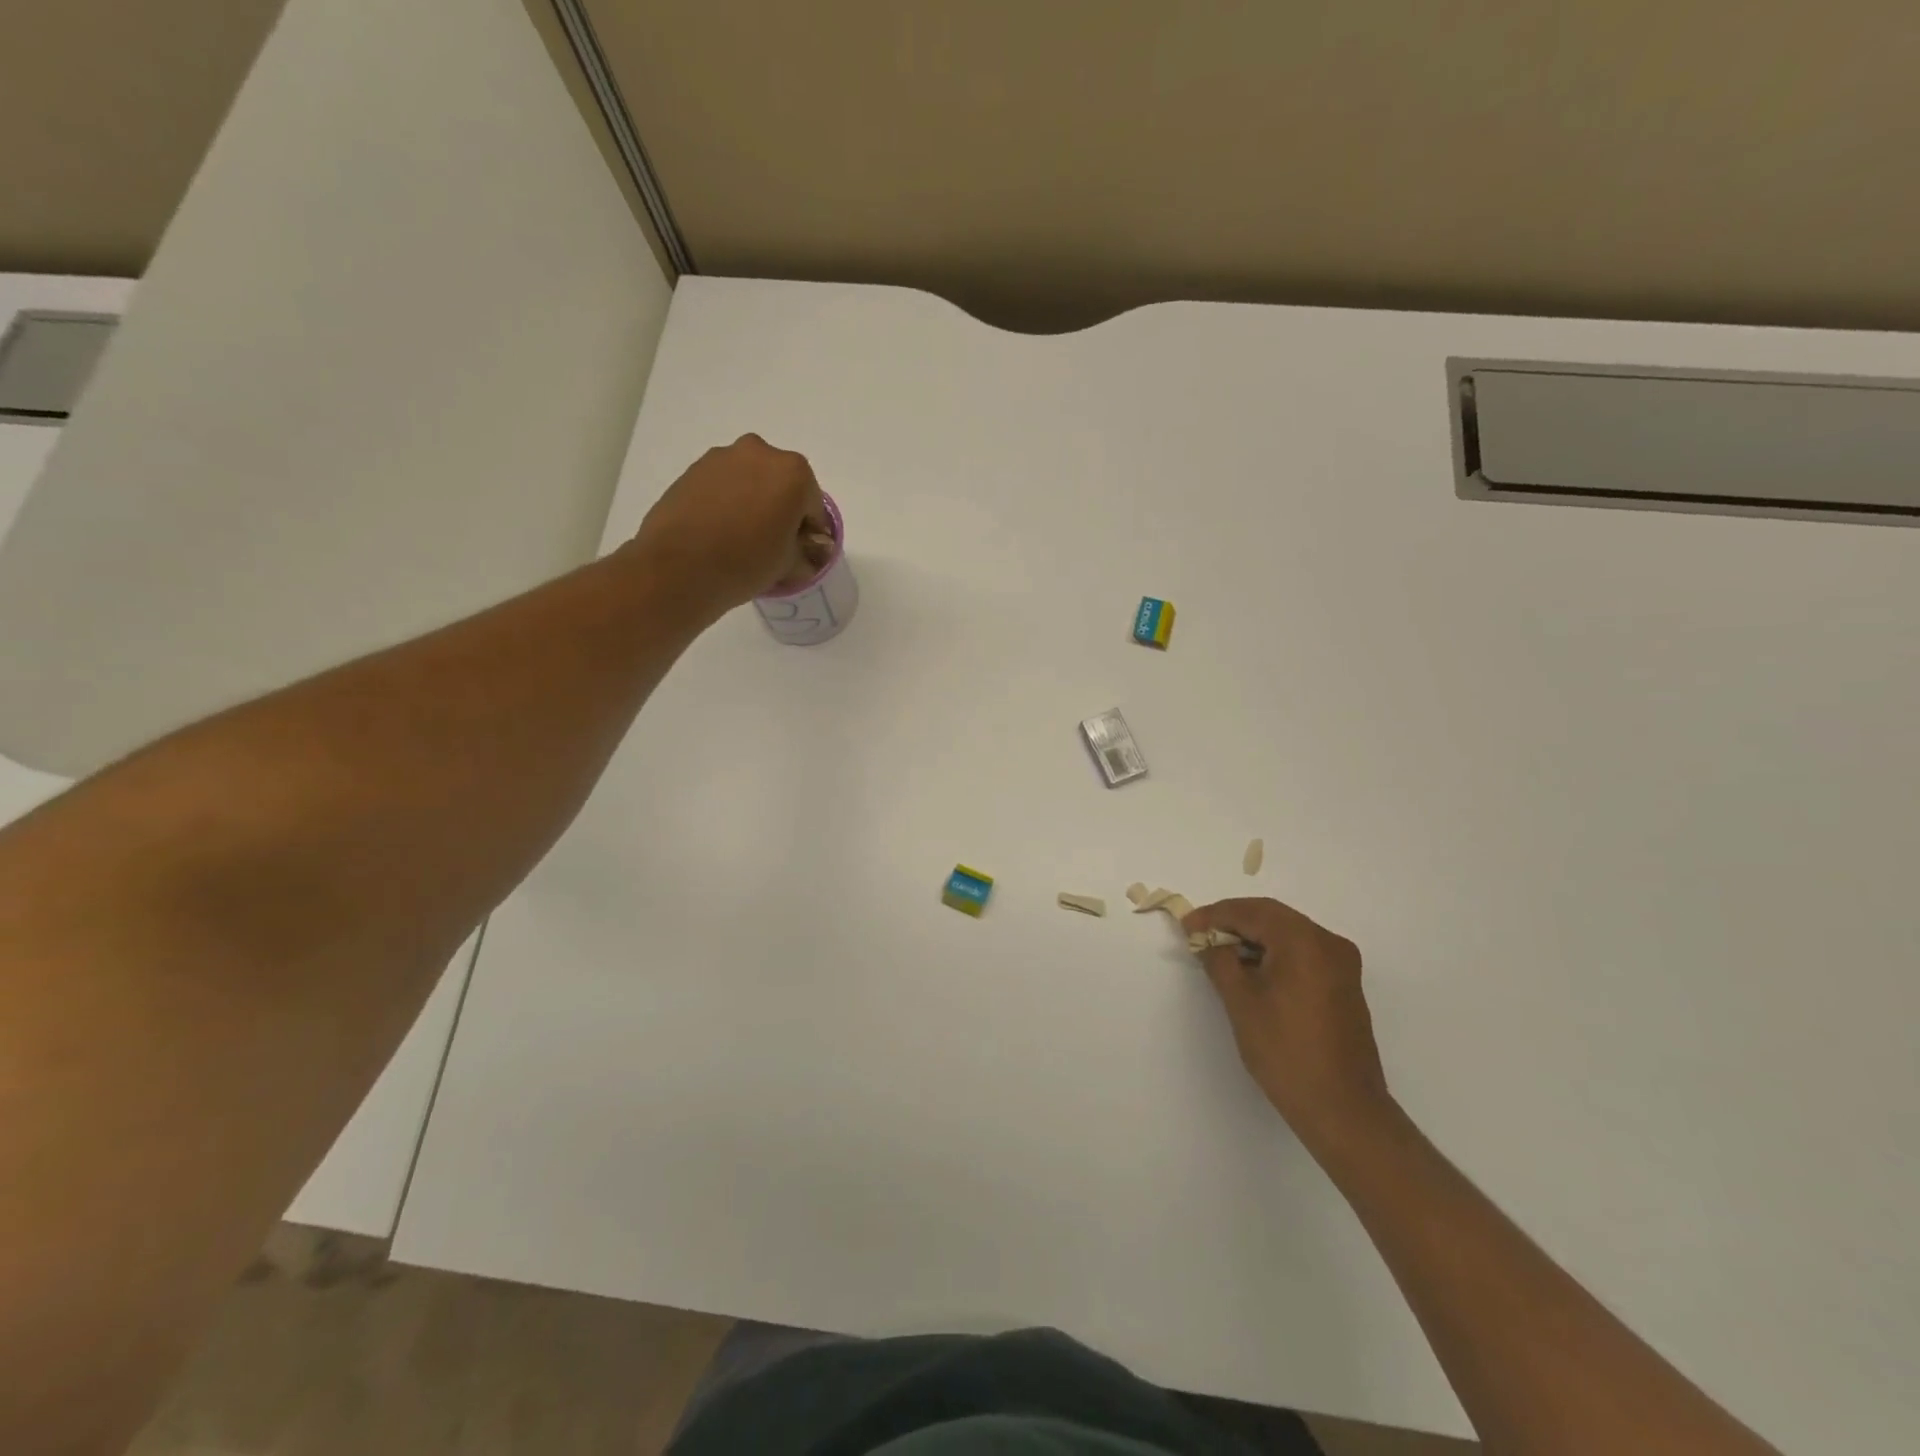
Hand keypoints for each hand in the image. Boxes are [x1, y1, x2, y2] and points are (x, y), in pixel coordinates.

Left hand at [630, 434, 827, 609]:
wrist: (679, 567)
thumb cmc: (746, 563)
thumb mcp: (790, 565)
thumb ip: (806, 551)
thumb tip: (805, 548)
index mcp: (795, 473)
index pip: (813, 506)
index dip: (810, 532)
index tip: (801, 551)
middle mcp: (761, 453)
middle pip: (782, 484)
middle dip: (781, 509)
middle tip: (772, 542)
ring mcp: (723, 457)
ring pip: (750, 480)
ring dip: (753, 502)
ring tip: (741, 537)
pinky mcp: (693, 468)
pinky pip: (723, 484)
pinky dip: (727, 501)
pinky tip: (719, 530)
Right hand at [1182, 897, 1394, 1149]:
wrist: (1342, 1108)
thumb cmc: (1285, 1051)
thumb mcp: (1241, 1001)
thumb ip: (1219, 960)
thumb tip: (1207, 940)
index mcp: (1304, 941)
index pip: (1252, 912)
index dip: (1215, 915)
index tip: (1186, 926)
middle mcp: (1329, 943)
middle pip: (1273, 917)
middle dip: (1234, 921)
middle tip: (1200, 934)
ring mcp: (1342, 964)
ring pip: (1288, 933)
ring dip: (1253, 936)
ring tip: (1220, 953)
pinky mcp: (1344, 984)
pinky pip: (1303, 952)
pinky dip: (1274, 952)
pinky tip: (1251, 970)